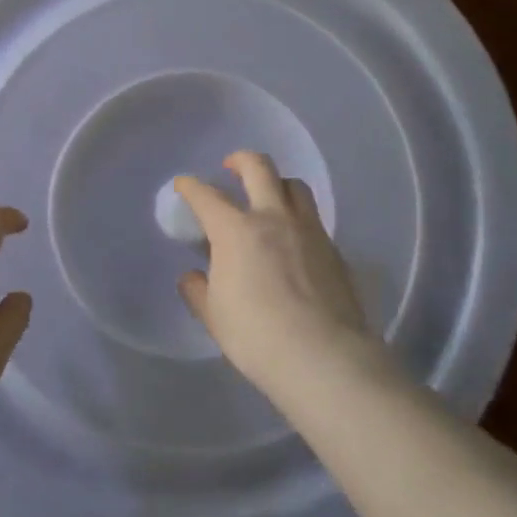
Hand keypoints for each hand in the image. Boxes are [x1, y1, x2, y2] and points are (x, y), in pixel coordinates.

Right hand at [175, 152, 377, 396]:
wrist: (323, 356)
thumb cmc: (256, 335)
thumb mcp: (214, 316)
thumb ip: (199, 290)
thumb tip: (193, 276)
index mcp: (235, 231)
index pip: (206, 196)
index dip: (190, 186)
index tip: (183, 185)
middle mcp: (273, 218)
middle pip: (259, 168)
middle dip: (240, 160)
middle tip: (231, 167)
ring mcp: (308, 230)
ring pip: (294, 186)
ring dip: (277, 183)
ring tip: (268, 197)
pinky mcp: (334, 249)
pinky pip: (313, 219)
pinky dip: (298, 218)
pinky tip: (293, 240)